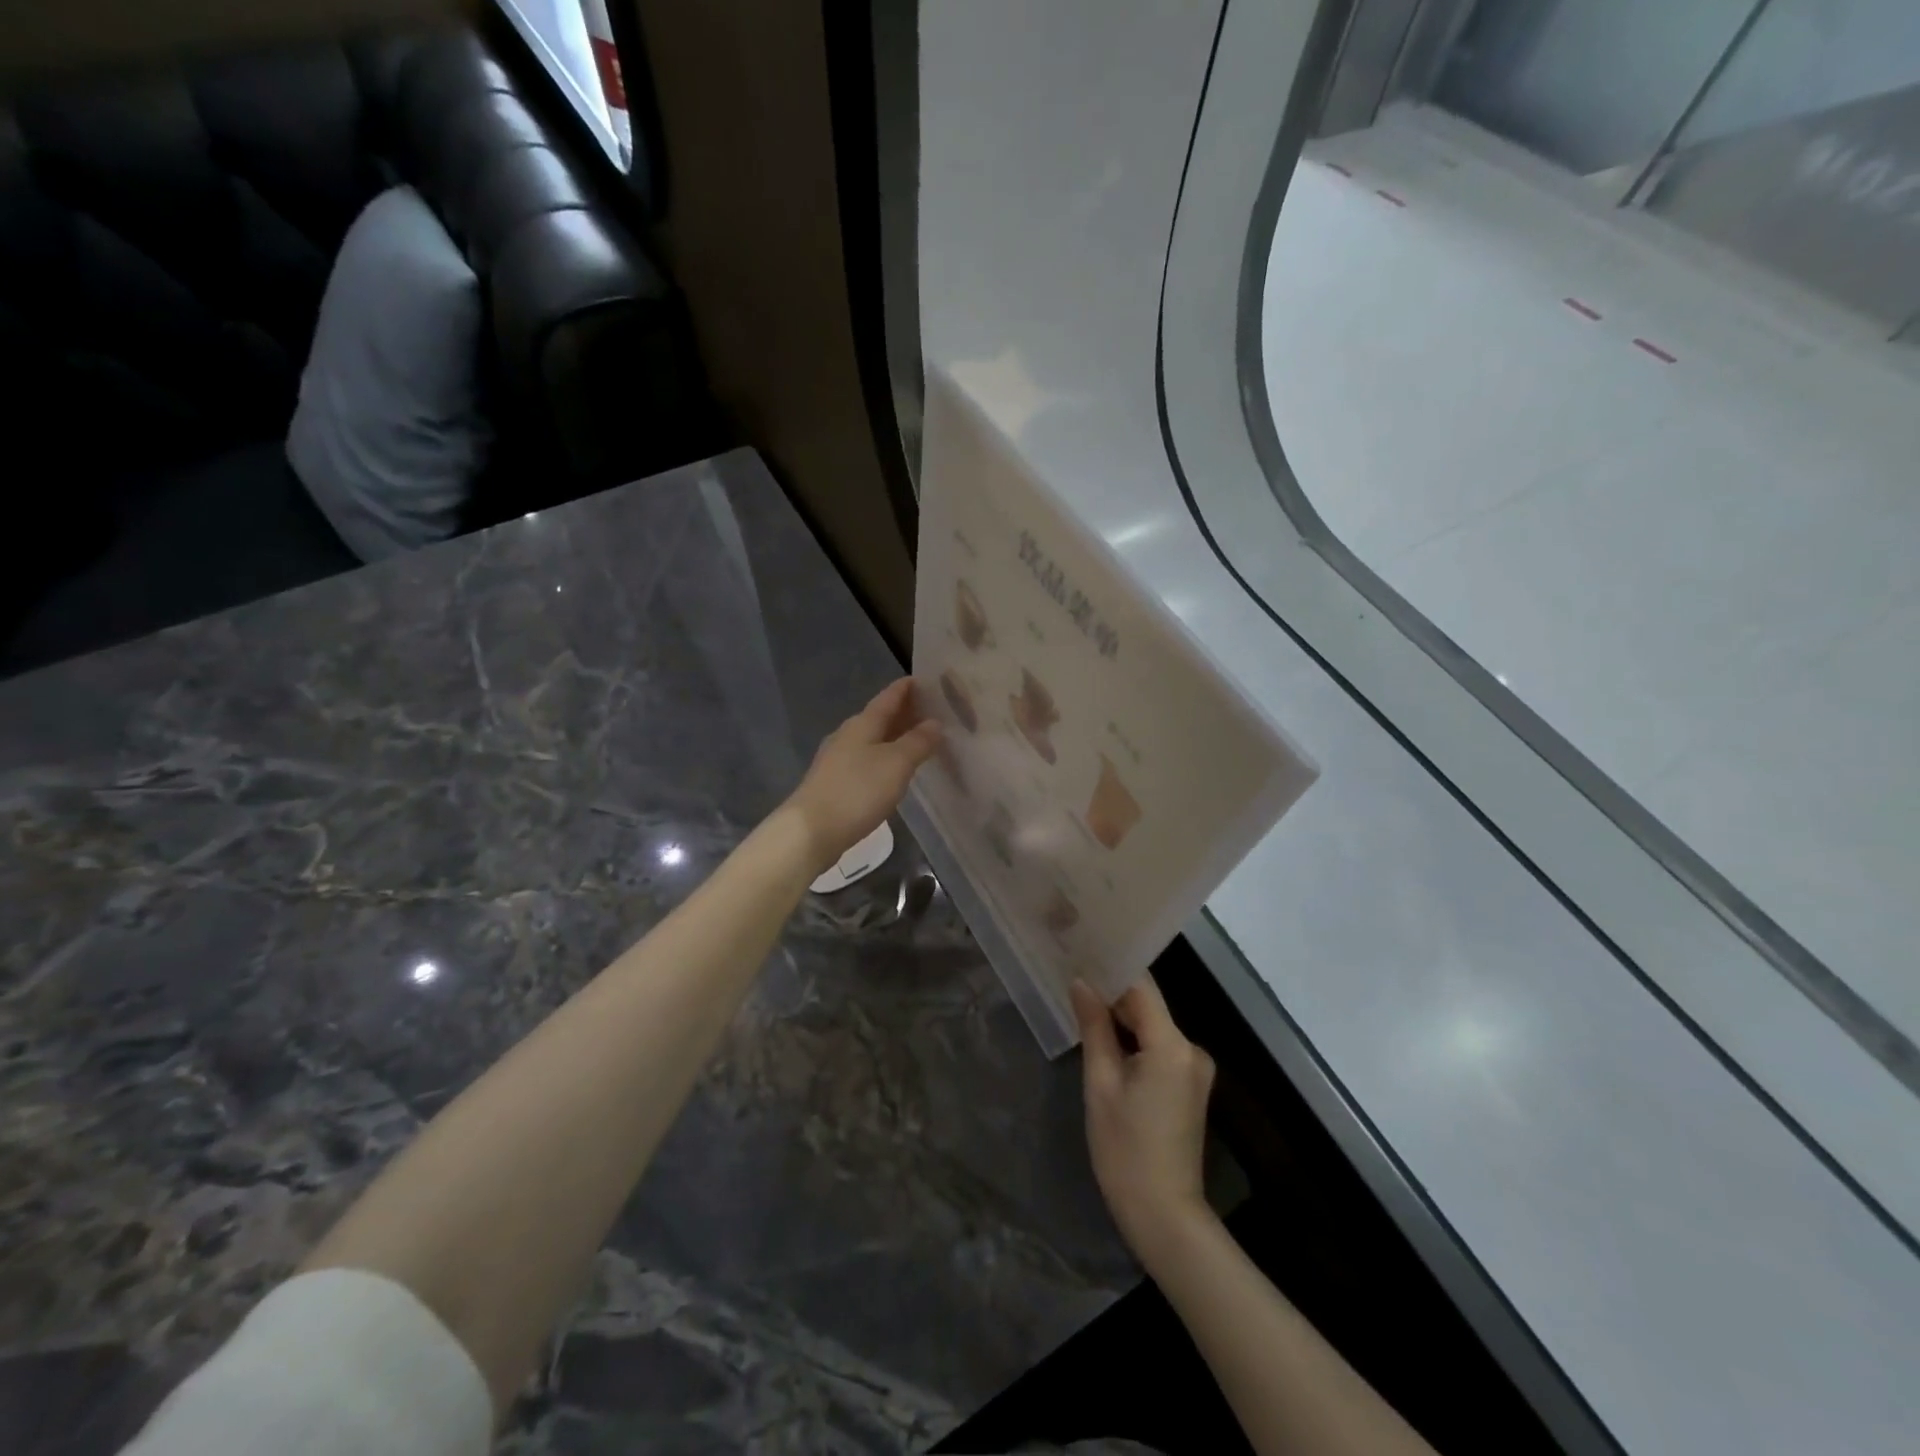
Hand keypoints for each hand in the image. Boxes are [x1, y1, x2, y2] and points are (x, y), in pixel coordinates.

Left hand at [783, 678, 940, 875]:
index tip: (924, 680)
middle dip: (904, 713)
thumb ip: (918, 741)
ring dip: (894, 737)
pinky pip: (865, 760)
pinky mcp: (834, 783)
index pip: (888, 697)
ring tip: (918, 740)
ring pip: (872, 740)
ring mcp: (837, 760)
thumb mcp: (896, 764)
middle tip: (932, 712)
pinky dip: (884, 758)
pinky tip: (893, 770)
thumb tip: (935, 722)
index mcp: (862, 724)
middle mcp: (847, 735)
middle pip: (879, 717)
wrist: (811, 831)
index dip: (906, 688)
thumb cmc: (857, 791)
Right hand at [1072, 975, 1216, 1268]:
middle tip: (1074, 973)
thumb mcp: (1101, 1084)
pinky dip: (1134, 1038)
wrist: (1164, 1215)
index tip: (1082, 951)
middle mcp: (1191, 1048)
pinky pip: (1159, 1046)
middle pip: (1149, 1005)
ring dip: (1122, 1015)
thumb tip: (1082, 983)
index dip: (1112, 967)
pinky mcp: (1189, 1084)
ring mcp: (1194, 1068)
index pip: (1141, 987)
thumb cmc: (1125, 1150)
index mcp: (1172, 1045)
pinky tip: (1106, 1034)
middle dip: (1113, 991)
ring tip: (1082, 998)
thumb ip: (1094, 1027)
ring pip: (1153, 1025)